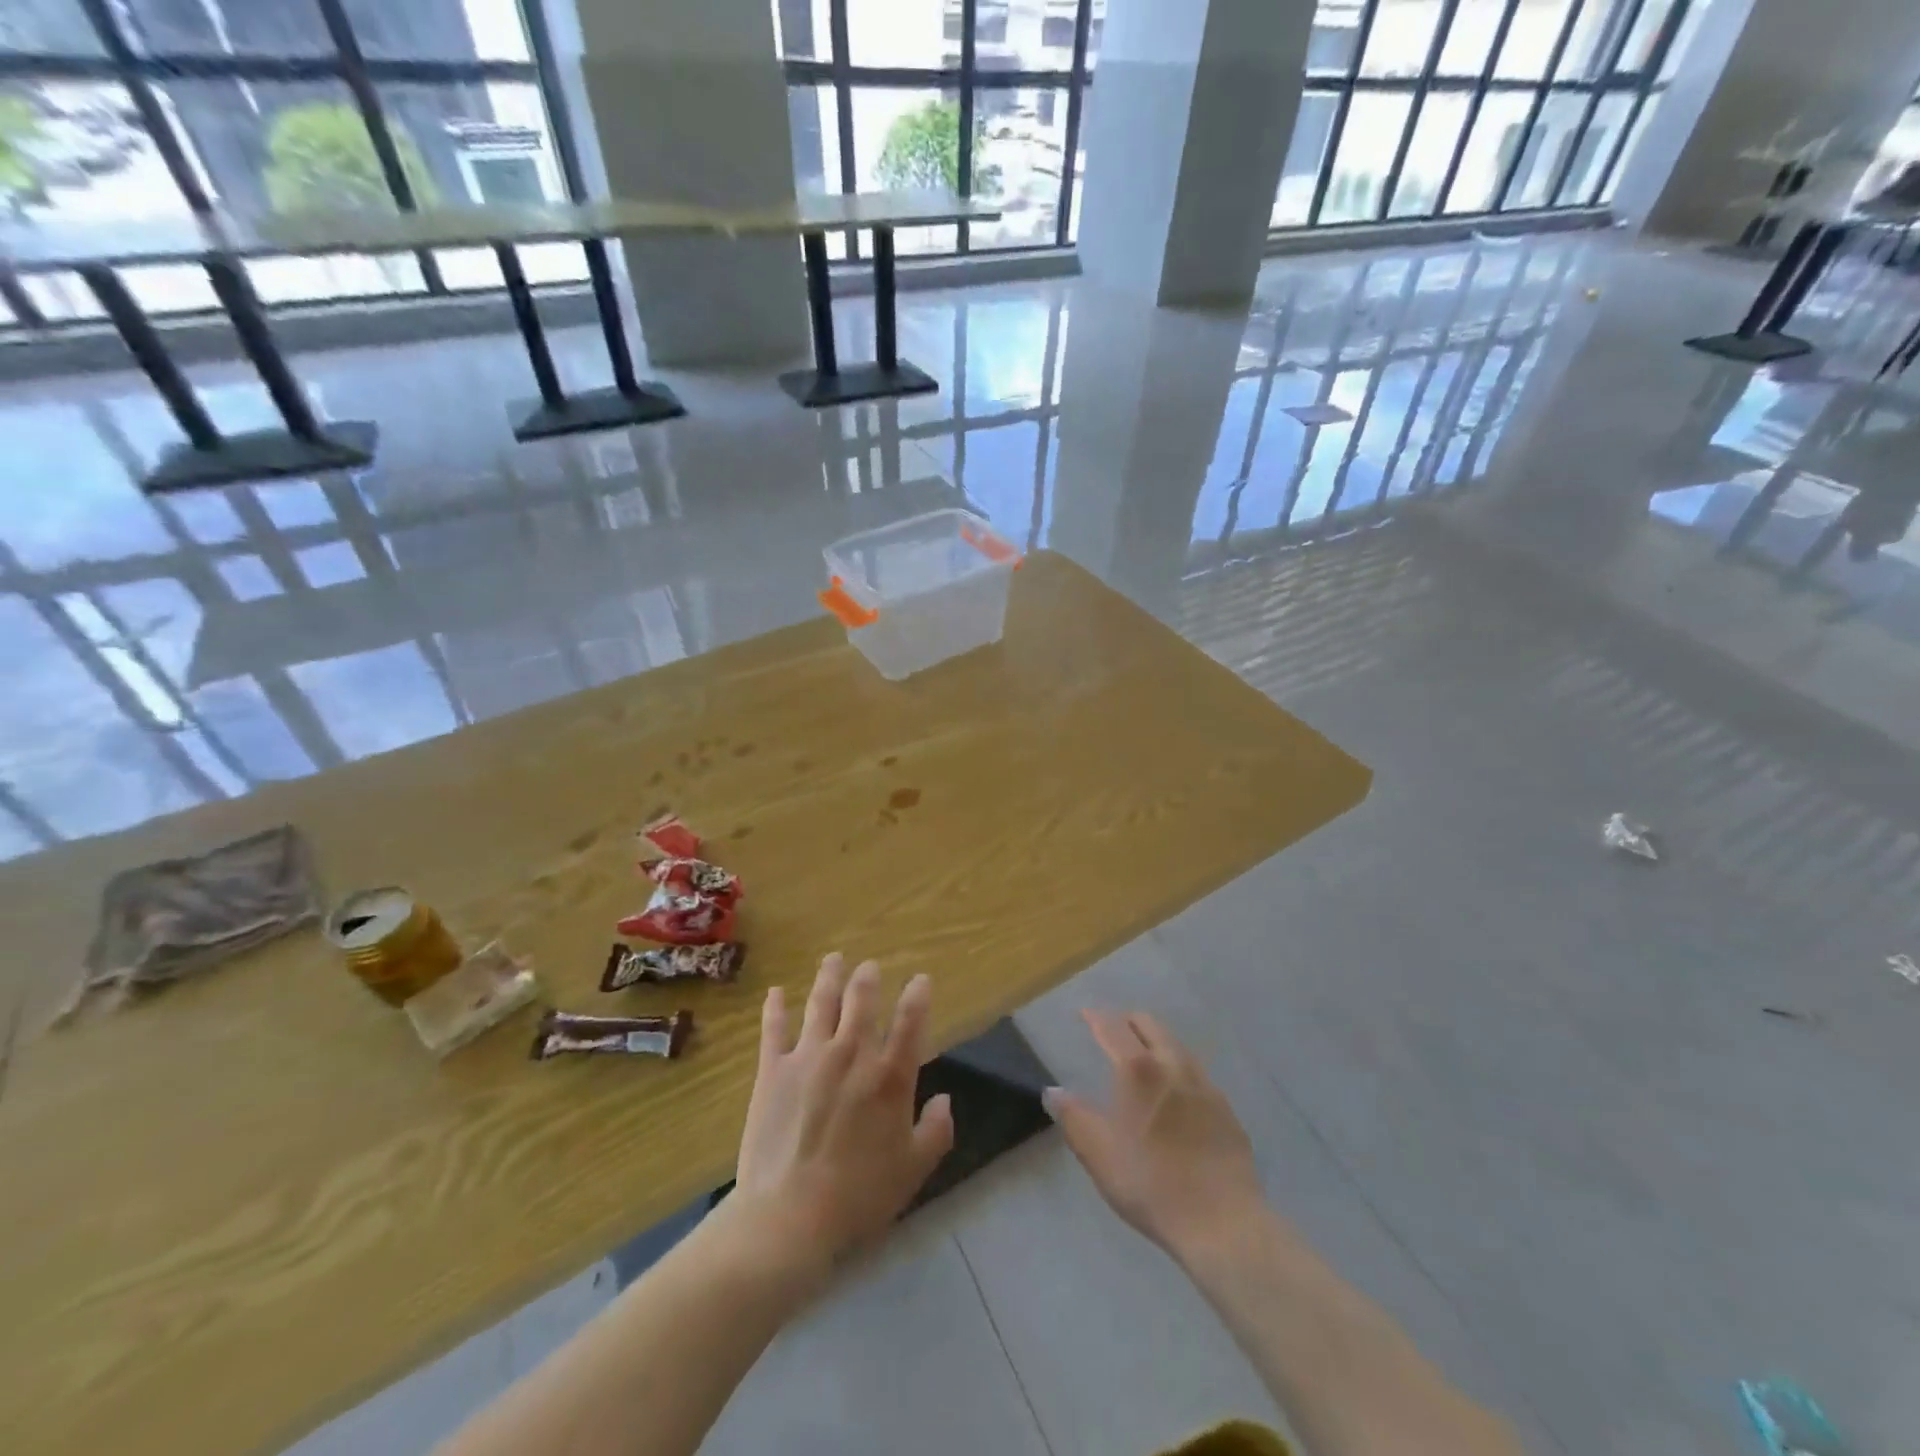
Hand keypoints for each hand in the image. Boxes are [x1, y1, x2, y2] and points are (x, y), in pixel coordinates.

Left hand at [732, 954, 954, 1275]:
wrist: (789, 1217)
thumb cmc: (858, 1196)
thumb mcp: (913, 1170)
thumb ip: (935, 1131)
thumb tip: (945, 1100)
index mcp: (890, 1076)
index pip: (911, 1022)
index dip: (918, 995)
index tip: (921, 979)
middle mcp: (852, 1054)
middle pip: (861, 1000)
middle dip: (868, 978)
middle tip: (868, 966)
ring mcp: (809, 1057)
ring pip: (821, 1003)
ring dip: (829, 977)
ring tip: (834, 959)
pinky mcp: (773, 1070)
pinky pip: (774, 1029)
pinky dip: (776, 1007)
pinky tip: (777, 992)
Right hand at [1045, 1010, 1264, 1259]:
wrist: (1223, 1223)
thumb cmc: (1151, 1184)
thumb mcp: (1099, 1155)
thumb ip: (1073, 1118)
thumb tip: (1053, 1092)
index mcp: (1138, 1069)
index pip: (1113, 1027)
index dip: (1096, 1017)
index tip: (1085, 1014)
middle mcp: (1173, 1065)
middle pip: (1149, 1025)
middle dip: (1127, 1021)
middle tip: (1112, 1032)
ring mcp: (1204, 1085)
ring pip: (1176, 1045)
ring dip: (1155, 1042)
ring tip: (1143, 1059)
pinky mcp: (1226, 1109)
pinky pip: (1196, 1073)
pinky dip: (1178, 1069)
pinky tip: (1175, 1094)